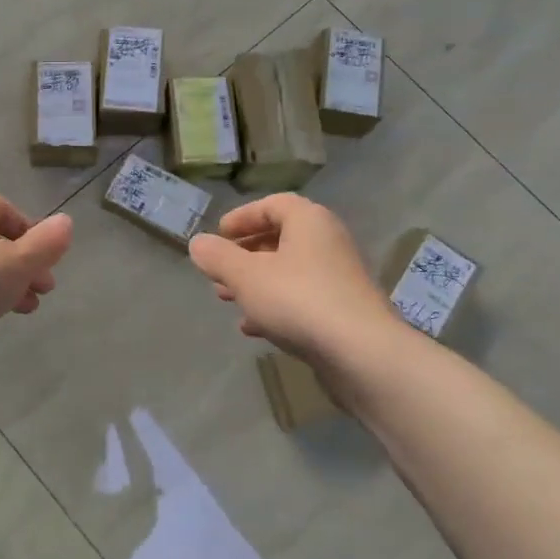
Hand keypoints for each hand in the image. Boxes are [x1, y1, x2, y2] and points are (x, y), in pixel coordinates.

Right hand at [188, 195, 401, 367]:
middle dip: (244, 255)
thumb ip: (218, 257)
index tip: (219, 235)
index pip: (273, 205)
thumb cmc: (299, 300)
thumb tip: (198, 243)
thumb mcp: (246, 276)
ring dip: (256, 283)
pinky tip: (253, 328)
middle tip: (218, 271)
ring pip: (288, 272)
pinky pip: (301, 299)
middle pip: (280, 239)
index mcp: (309, 221)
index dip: (242, 217)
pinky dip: (275, 307)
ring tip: (227, 299)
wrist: (361, 353)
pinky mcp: (342, 311)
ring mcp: (338, 278)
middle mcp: (328, 242)